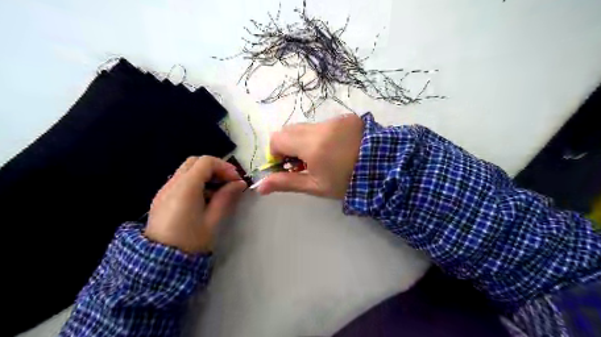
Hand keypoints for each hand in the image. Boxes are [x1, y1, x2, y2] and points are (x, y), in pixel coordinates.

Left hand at [145, 157, 245, 254]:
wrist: (159, 263)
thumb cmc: (190, 241)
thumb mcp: (213, 219)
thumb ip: (226, 197)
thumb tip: (240, 184)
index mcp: (185, 188)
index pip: (206, 162)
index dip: (224, 167)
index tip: (236, 180)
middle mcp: (172, 184)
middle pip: (195, 162)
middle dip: (215, 168)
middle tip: (228, 182)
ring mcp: (164, 190)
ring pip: (187, 170)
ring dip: (205, 175)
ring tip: (218, 191)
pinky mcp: (161, 197)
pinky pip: (180, 181)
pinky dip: (195, 182)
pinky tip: (204, 198)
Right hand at [256, 113, 363, 196]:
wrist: (384, 170)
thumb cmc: (347, 182)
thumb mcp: (315, 186)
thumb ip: (286, 183)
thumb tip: (259, 186)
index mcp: (311, 145)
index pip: (277, 139)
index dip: (276, 153)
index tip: (287, 166)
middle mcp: (320, 127)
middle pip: (289, 130)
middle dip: (289, 145)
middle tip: (303, 163)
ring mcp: (334, 120)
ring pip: (306, 126)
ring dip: (304, 140)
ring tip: (321, 156)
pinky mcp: (346, 118)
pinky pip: (323, 124)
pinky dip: (320, 135)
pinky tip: (334, 148)